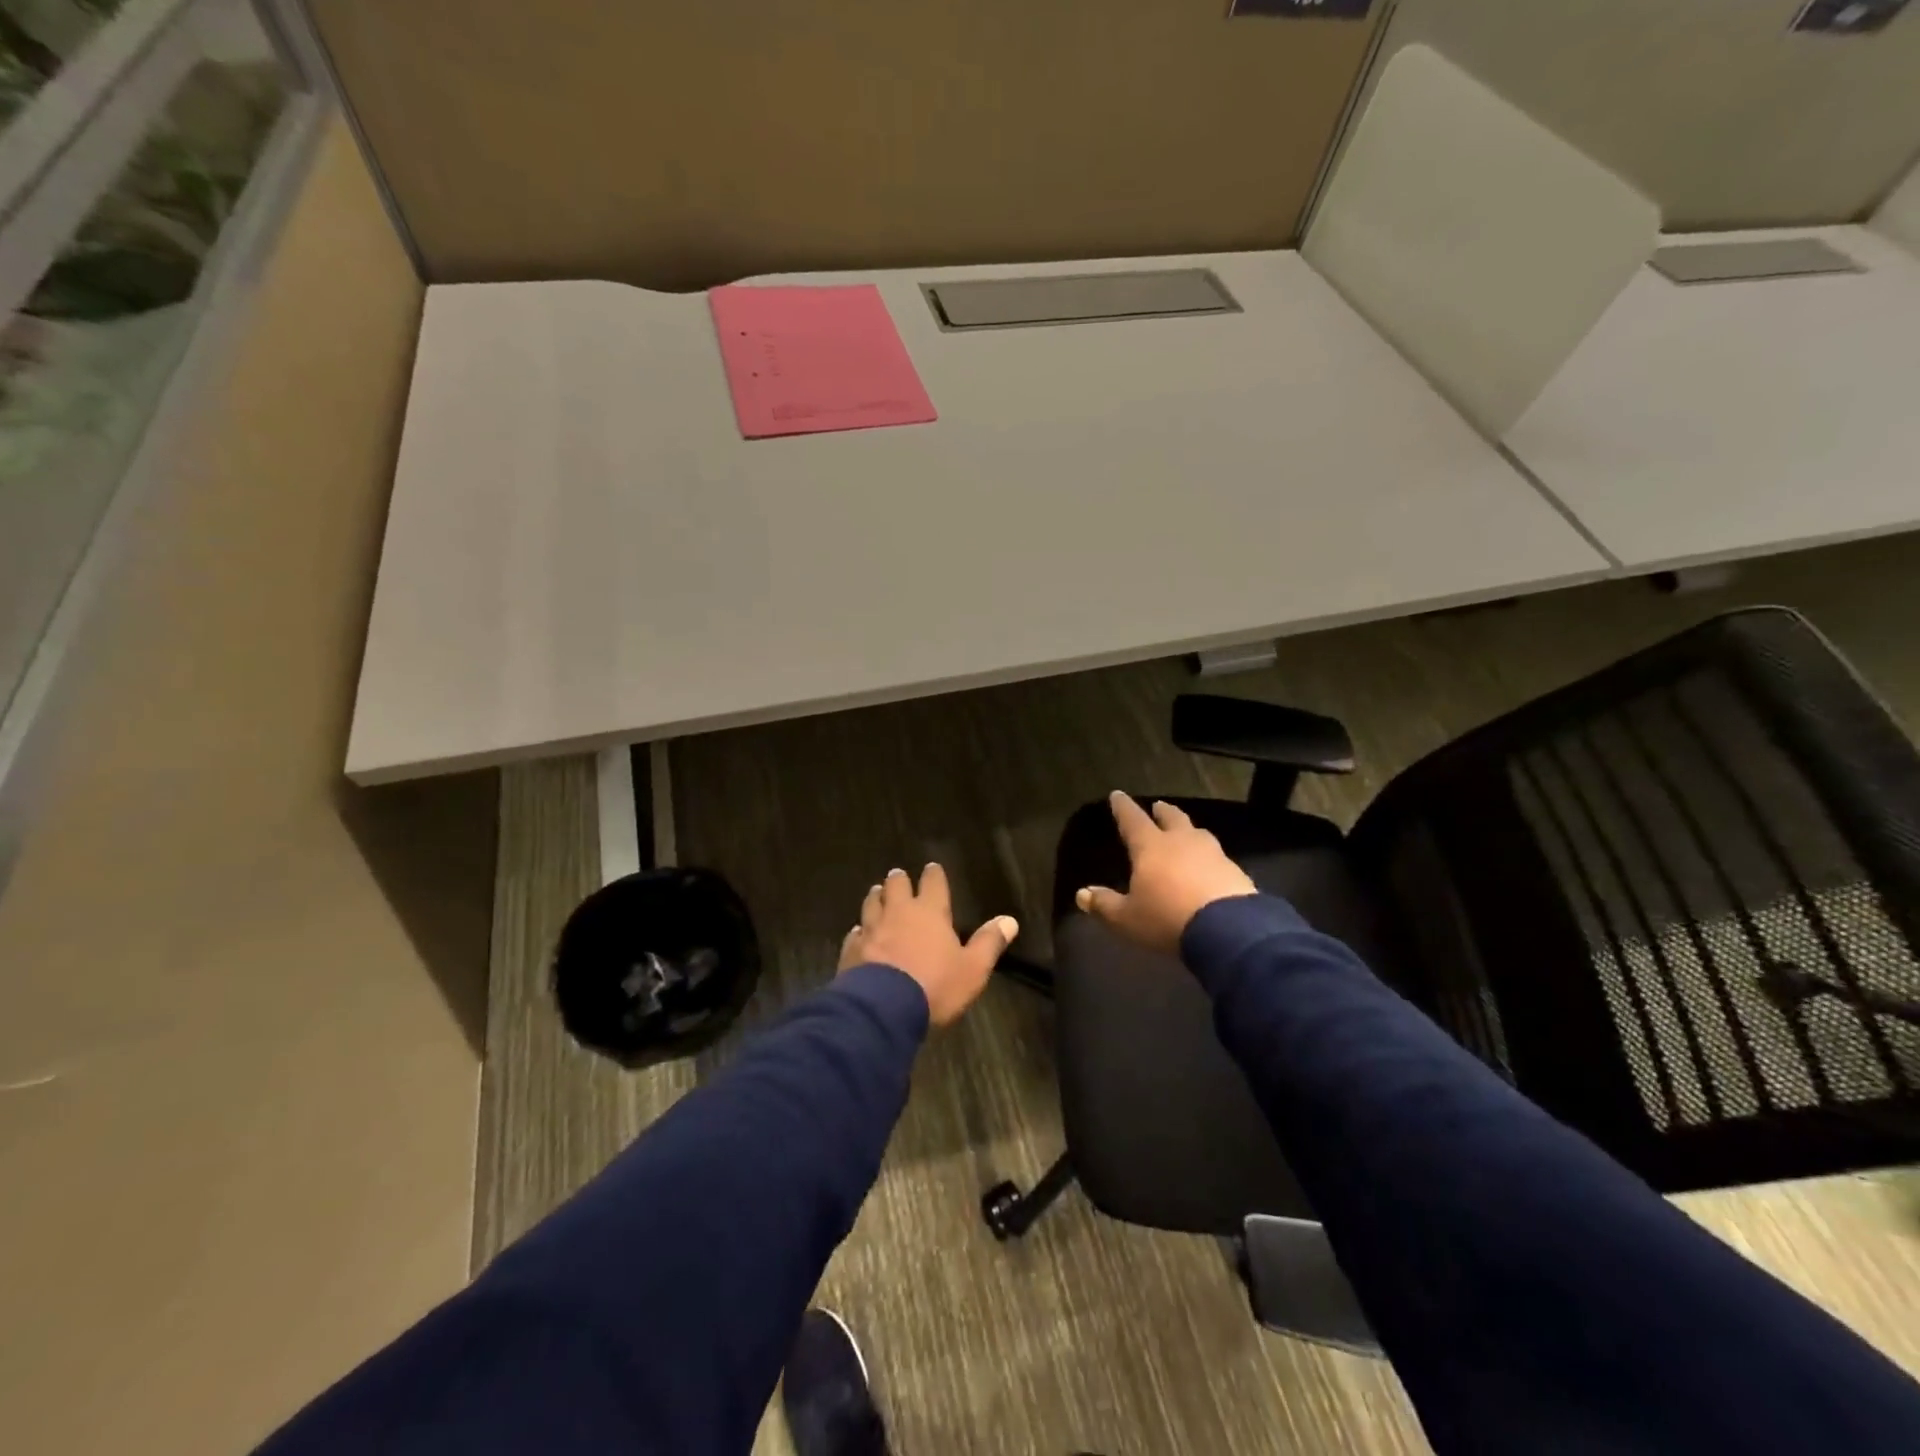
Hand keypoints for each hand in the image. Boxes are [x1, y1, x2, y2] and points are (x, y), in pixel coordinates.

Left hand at [839, 864, 1018, 1025]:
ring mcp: (871, 930)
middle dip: (899, 880)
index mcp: (929, 912)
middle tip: (898, 876)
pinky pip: (855, 933)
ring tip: (877, 893)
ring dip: (876, 898)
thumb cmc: (935, 986)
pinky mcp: (852, 950)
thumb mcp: (972, 969)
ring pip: (871, 904)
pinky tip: (859, 932)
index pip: (933, 884)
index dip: (934, 875)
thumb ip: (989, 943)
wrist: (882, 1010)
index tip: (932, 868)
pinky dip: (859, 930)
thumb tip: (1010, 920)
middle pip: (896, 886)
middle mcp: (898, 913)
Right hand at [1075, 792, 1256, 954]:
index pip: (1133, 820)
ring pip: (1198, 834)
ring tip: (1185, 832)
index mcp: (1151, 847)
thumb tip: (1082, 894)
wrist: (1228, 931)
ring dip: (1189, 830)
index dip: (1123, 808)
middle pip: (1172, 818)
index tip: (1117, 795)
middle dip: (1163, 811)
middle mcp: (1182, 842)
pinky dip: (1208, 857)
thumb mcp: (1127, 918)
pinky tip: (1210, 866)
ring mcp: (1213, 854)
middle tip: (1158, 805)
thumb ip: (1105, 905)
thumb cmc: (1167, 918)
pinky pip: (1217, 857)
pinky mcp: (1236, 872)